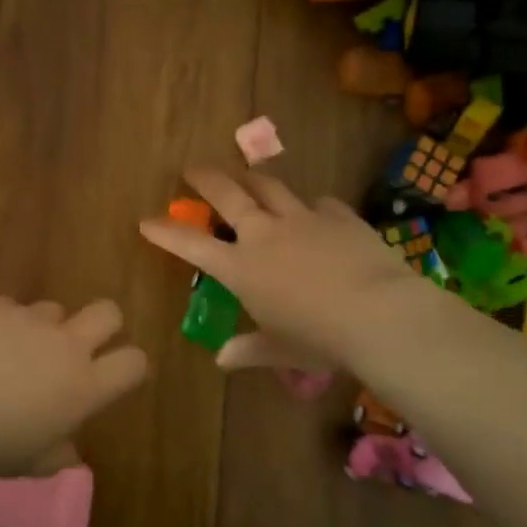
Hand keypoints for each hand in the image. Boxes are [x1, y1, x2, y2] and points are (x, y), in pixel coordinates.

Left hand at [0, 297, 148, 478]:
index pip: (133, 362)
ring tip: (9, 354)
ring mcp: (27, 318)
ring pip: (52, 309)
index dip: (129, 367)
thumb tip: (69, 452)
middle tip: (74, 349)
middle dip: (102, 325)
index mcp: (82, 386)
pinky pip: (8, 308)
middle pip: (108, 312)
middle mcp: (64, 344)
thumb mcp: (25, 463)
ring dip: (42, 328)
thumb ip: (56, 454)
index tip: (113, 377)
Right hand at [139, 167, 443, 374]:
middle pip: (228, 194)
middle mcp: (265, 234)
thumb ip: (249, 349)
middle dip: (206, 178)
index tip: (146, 221)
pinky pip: (319, 203)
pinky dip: (311, 206)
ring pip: (270, 186)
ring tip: (247, 174)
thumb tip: (223, 359)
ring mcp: (303, 219)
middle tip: (192, 168)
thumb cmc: (320, 339)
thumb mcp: (280, 350)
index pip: (191, 245)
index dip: (165, 232)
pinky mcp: (339, 216)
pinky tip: (315, 211)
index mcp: (241, 268)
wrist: (380, 314)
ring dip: (253, 178)